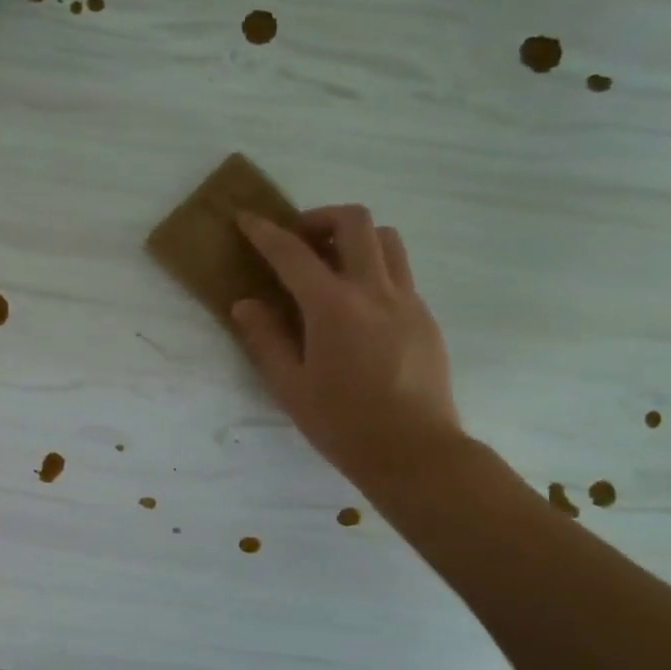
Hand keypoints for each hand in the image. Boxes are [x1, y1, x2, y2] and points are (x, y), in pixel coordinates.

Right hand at [232, 207, 462, 489]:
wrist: (415, 452)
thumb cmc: (343, 423)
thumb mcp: (289, 386)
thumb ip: (265, 339)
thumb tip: (245, 304)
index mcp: (333, 306)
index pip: (292, 253)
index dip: (264, 231)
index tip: (246, 218)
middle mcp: (374, 290)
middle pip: (355, 222)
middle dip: (320, 218)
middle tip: (299, 242)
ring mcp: (407, 301)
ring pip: (387, 239)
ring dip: (355, 238)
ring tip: (332, 266)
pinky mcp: (426, 317)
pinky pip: (400, 273)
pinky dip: (374, 269)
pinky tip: (357, 306)